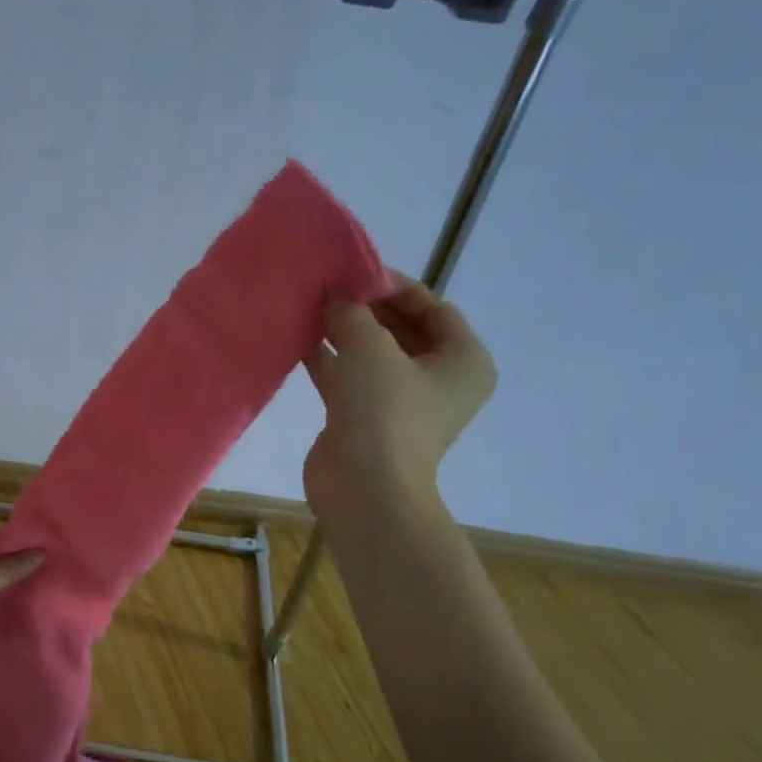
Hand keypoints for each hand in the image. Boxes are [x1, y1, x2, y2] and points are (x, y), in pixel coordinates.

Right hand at [302, 270, 496, 528]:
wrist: (364, 490)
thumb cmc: (384, 413)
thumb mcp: (370, 349)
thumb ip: (352, 313)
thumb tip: (335, 294)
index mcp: (463, 361)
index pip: (433, 308)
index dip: (394, 285)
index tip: (353, 270)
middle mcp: (437, 379)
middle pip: (402, 328)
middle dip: (364, 306)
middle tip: (327, 285)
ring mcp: (399, 401)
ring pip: (371, 353)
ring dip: (342, 330)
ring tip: (309, 304)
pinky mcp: (364, 417)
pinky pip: (347, 376)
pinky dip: (327, 357)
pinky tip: (298, 336)